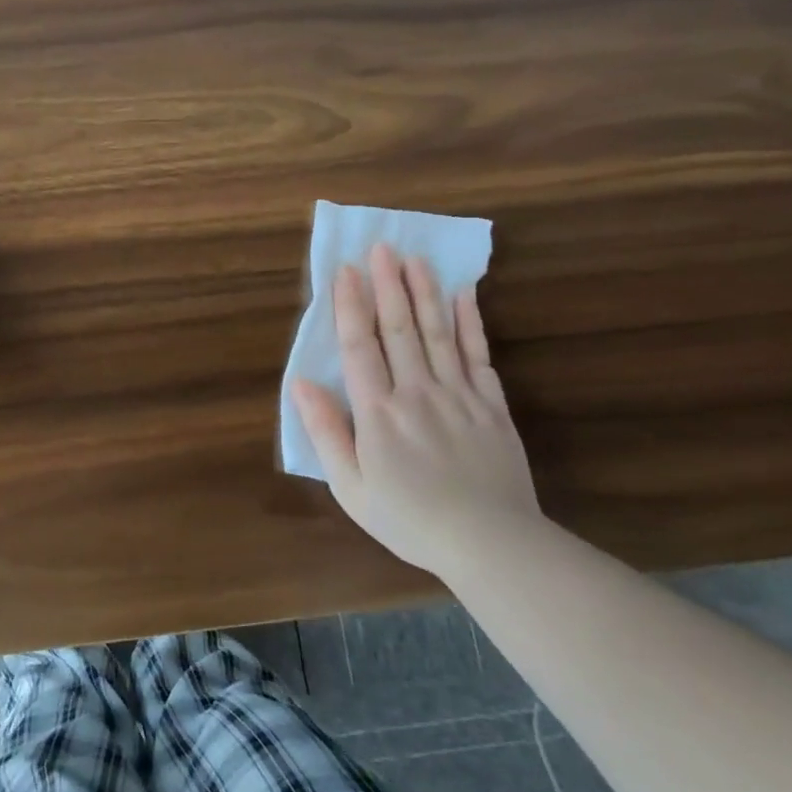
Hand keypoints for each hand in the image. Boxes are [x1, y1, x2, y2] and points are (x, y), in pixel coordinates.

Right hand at [292, 244, 542, 576]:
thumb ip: (325, 432)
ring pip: (439, 333)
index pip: (359, 346)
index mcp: (378, 412)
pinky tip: (464, 296)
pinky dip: (470, 323)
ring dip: (424, 292)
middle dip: (387, 285)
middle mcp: (417, 392)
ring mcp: (459, 395)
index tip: (345, 270)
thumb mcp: (351, 487)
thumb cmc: (409, 519)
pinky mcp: (492, 406)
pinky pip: (478, 355)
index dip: (351, 306)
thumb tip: (299, 383)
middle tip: (382, 247)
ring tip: (415, 258)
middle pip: (400, 329)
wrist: (491, 545)